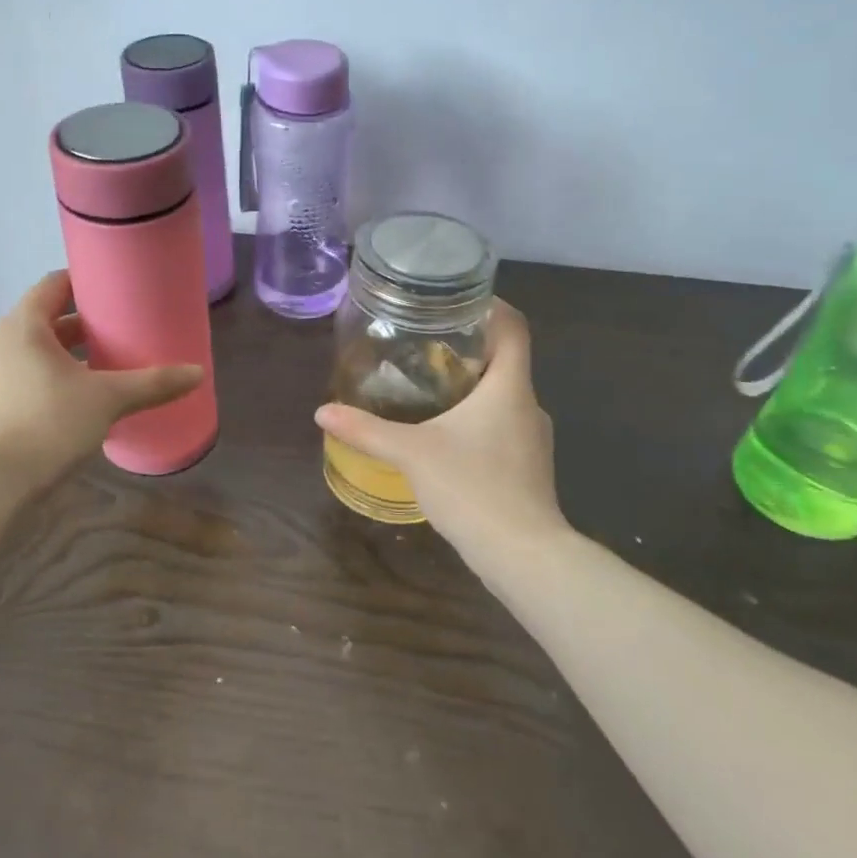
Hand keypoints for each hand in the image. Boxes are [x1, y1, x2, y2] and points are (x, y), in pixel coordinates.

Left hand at [0, 271, 203, 487]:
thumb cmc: (48, 422)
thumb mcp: (108, 399)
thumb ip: (153, 384)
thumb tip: (197, 373)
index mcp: (24, 326)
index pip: (53, 285)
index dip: (83, 281)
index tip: (114, 288)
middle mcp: (1, 342)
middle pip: (45, 318)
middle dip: (82, 323)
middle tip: (119, 328)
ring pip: (35, 351)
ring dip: (67, 353)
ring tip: (103, 363)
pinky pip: (26, 376)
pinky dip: (52, 377)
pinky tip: (78, 397)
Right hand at [314, 301, 568, 562]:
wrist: (524, 556)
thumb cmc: (473, 488)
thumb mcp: (412, 453)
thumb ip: (367, 430)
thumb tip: (323, 412)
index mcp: (510, 387)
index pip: (514, 327)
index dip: (492, 306)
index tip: (457, 300)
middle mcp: (529, 405)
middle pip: (506, 359)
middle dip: (468, 347)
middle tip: (425, 342)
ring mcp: (533, 439)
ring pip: (503, 396)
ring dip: (472, 386)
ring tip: (429, 385)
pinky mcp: (529, 467)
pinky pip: (503, 426)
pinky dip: (478, 418)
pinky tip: (446, 435)